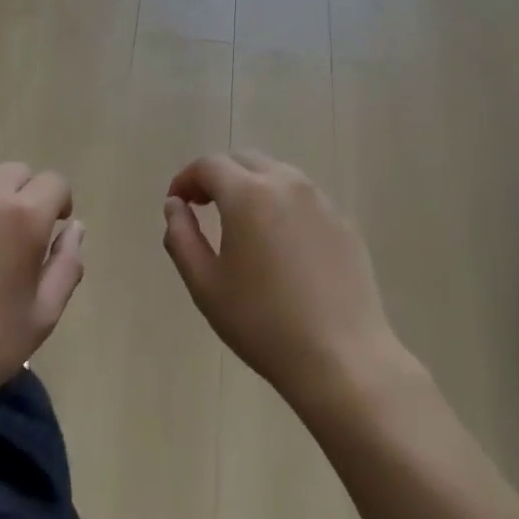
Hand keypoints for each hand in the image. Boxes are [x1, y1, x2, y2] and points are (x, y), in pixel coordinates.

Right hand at [162, 152, 399, 409]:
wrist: (342, 358)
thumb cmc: (263, 323)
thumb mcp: (205, 285)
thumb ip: (181, 237)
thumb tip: (175, 206)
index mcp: (248, 194)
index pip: (209, 165)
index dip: (186, 178)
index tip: (177, 203)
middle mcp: (287, 184)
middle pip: (244, 160)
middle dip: (218, 176)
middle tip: (203, 206)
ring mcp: (321, 201)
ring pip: (277, 174)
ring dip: (252, 186)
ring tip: (241, 224)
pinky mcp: (343, 223)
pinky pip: (304, 199)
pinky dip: (282, 205)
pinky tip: (280, 246)